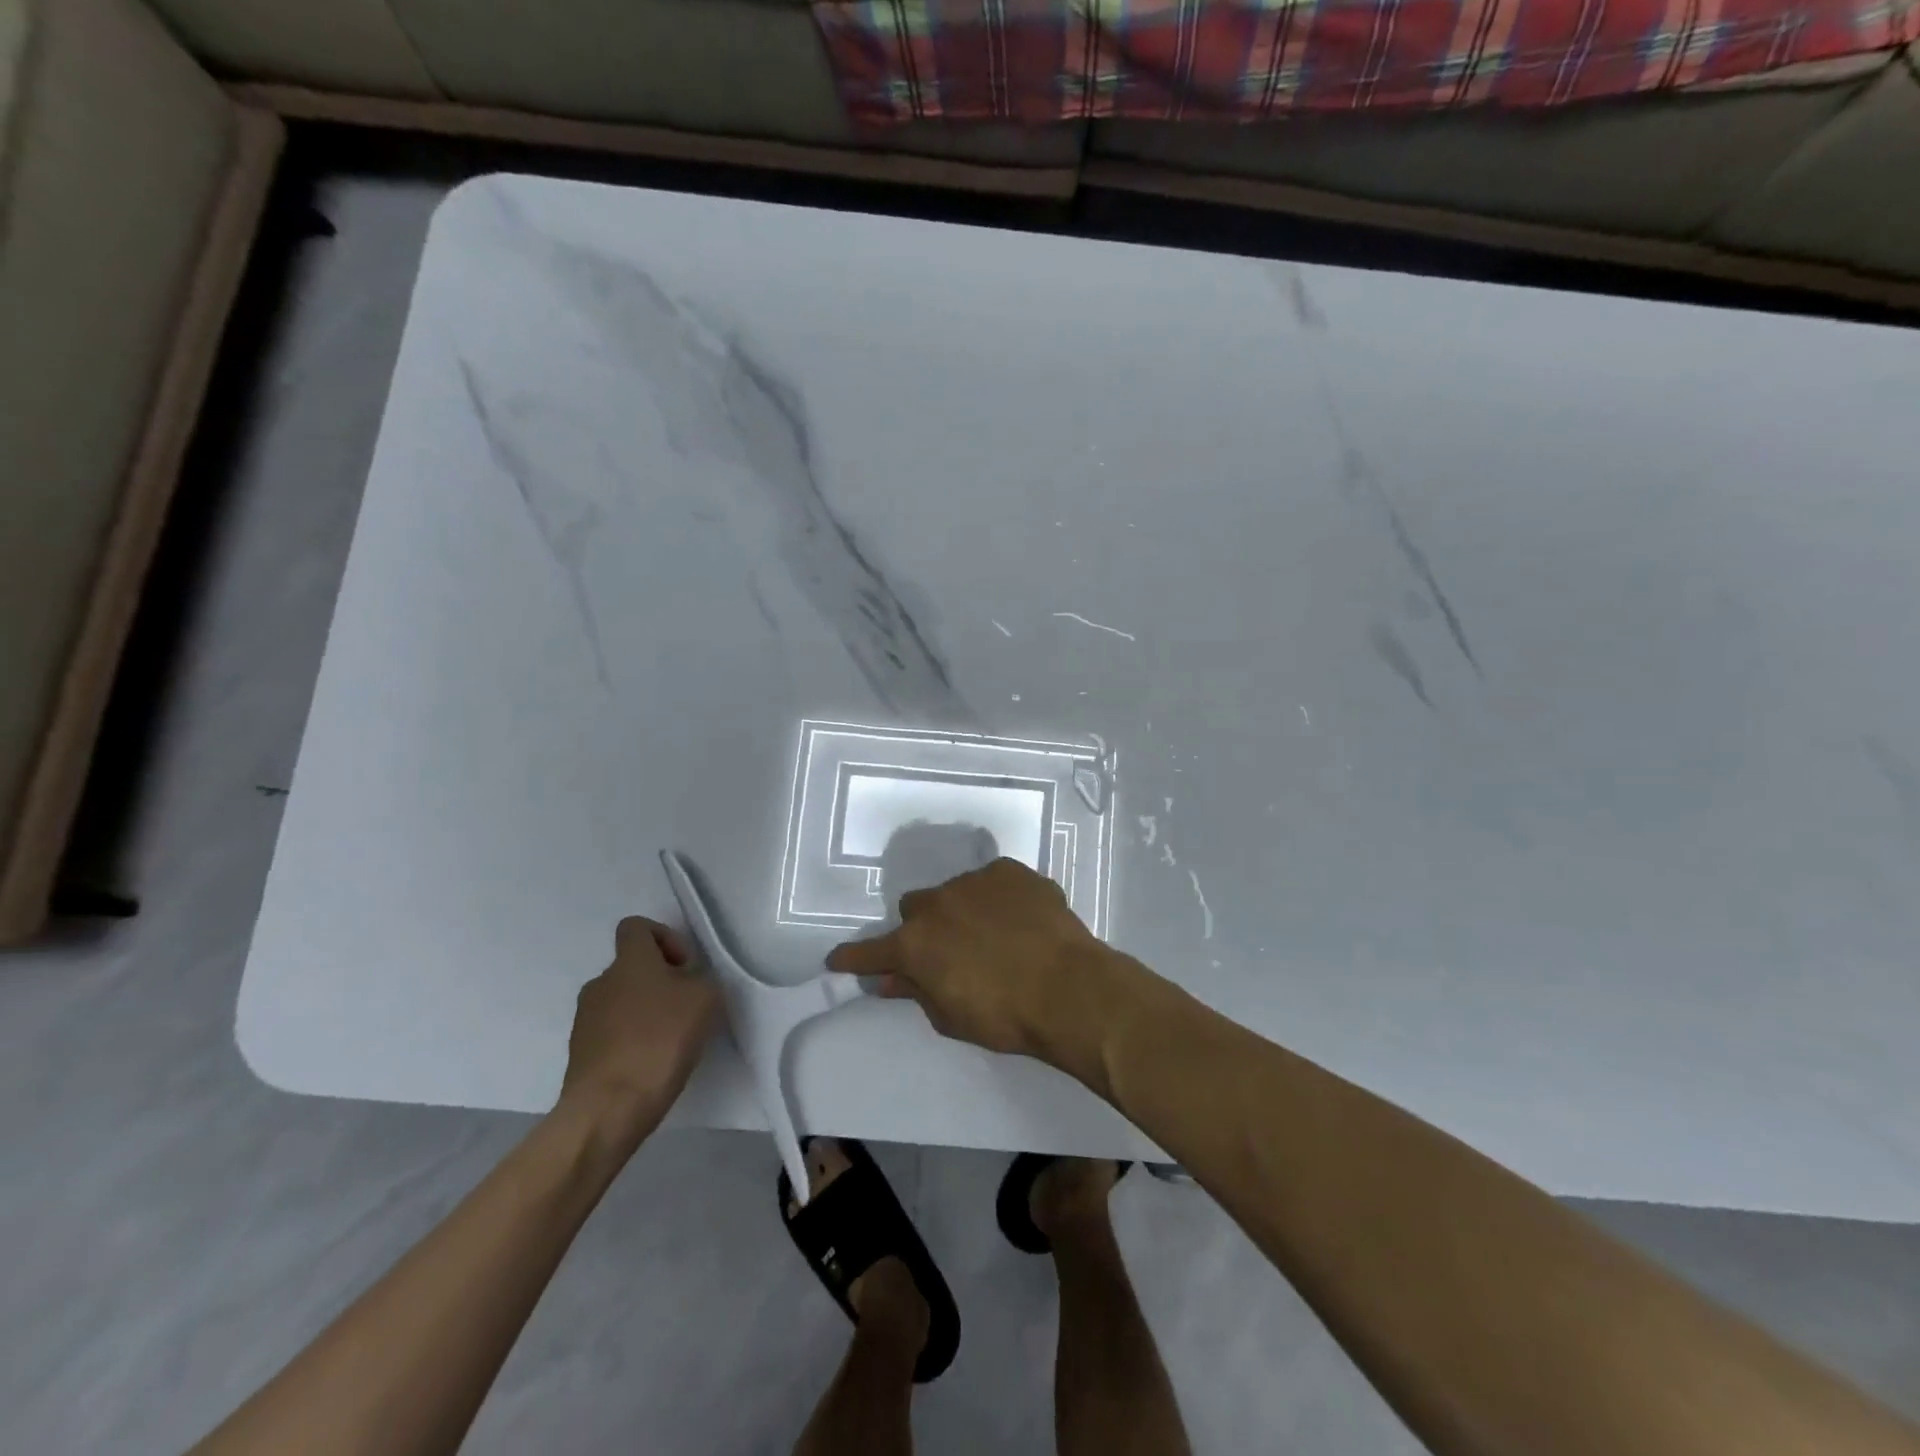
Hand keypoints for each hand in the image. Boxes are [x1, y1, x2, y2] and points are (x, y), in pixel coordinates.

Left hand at [560, 916, 721, 1143]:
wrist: (609, 1107)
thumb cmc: (661, 1040)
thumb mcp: (705, 999)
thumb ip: (700, 980)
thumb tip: (687, 983)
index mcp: (629, 961)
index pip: (636, 927)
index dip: (663, 937)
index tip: (684, 966)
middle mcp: (600, 982)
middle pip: (631, 968)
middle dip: (660, 981)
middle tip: (685, 1007)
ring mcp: (584, 1019)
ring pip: (621, 1001)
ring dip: (645, 1011)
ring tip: (670, 1040)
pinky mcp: (580, 1054)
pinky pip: (611, 1033)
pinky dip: (631, 1039)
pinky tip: (651, 1063)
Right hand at [826, 858, 1124, 1070]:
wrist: (1067, 988)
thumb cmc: (1004, 1015)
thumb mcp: (951, 1016)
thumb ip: (916, 992)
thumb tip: (890, 980)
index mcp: (915, 944)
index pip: (871, 952)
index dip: (854, 958)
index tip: (838, 960)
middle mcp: (936, 904)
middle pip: (915, 909)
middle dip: (925, 929)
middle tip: (949, 951)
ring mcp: (974, 881)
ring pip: (955, 891)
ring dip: (963, 910)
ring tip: (995, 935)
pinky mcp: (1009, 870)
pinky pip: (993, 881)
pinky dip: (998, 898)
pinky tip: (1020, 919)